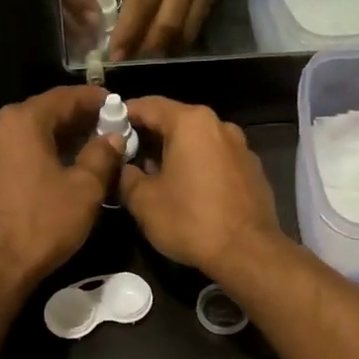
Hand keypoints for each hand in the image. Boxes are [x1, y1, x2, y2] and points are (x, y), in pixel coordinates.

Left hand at [0, 84, 122, 289]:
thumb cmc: (41, 224)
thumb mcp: (83, 191)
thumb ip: (101, 156)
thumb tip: (112, 137)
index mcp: (21, 122)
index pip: (62, 98)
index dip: (90, 99)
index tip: (112, 103)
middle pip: (37, 116)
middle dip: (69, 122)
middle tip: (97, 131)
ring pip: (18, 140)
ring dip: (45, 143)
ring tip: (71, 157)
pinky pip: (2, 162)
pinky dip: (24, 163)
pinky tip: (39, 181)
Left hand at [104, 0, 224, 59]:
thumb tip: (109, 13)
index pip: (143, 1)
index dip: (128, 32)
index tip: (114, 54)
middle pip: (168, 23)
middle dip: (145, 49)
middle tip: (126, 61)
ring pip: (186, 29)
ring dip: (162, 49)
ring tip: (141, 55)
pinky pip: (197, 22)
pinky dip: (177, 37)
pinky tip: (160, 40)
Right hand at [119, 97, 282, 277]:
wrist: (247, 252)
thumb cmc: (190, 220)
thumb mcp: (143, 201)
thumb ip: (126, 176)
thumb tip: (125, 168)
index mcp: (190, 123)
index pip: (148, 105)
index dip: (123, 114)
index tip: (106, 128)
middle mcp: (219, 125)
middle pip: (175, 121)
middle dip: (149, 136)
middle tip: (126, 155)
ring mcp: (240, 147)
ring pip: (197, 141)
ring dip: (174, 152)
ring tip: (154, 175)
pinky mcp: (252, 170)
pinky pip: (216, 159)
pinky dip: (197, 166)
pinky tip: (187, 190)